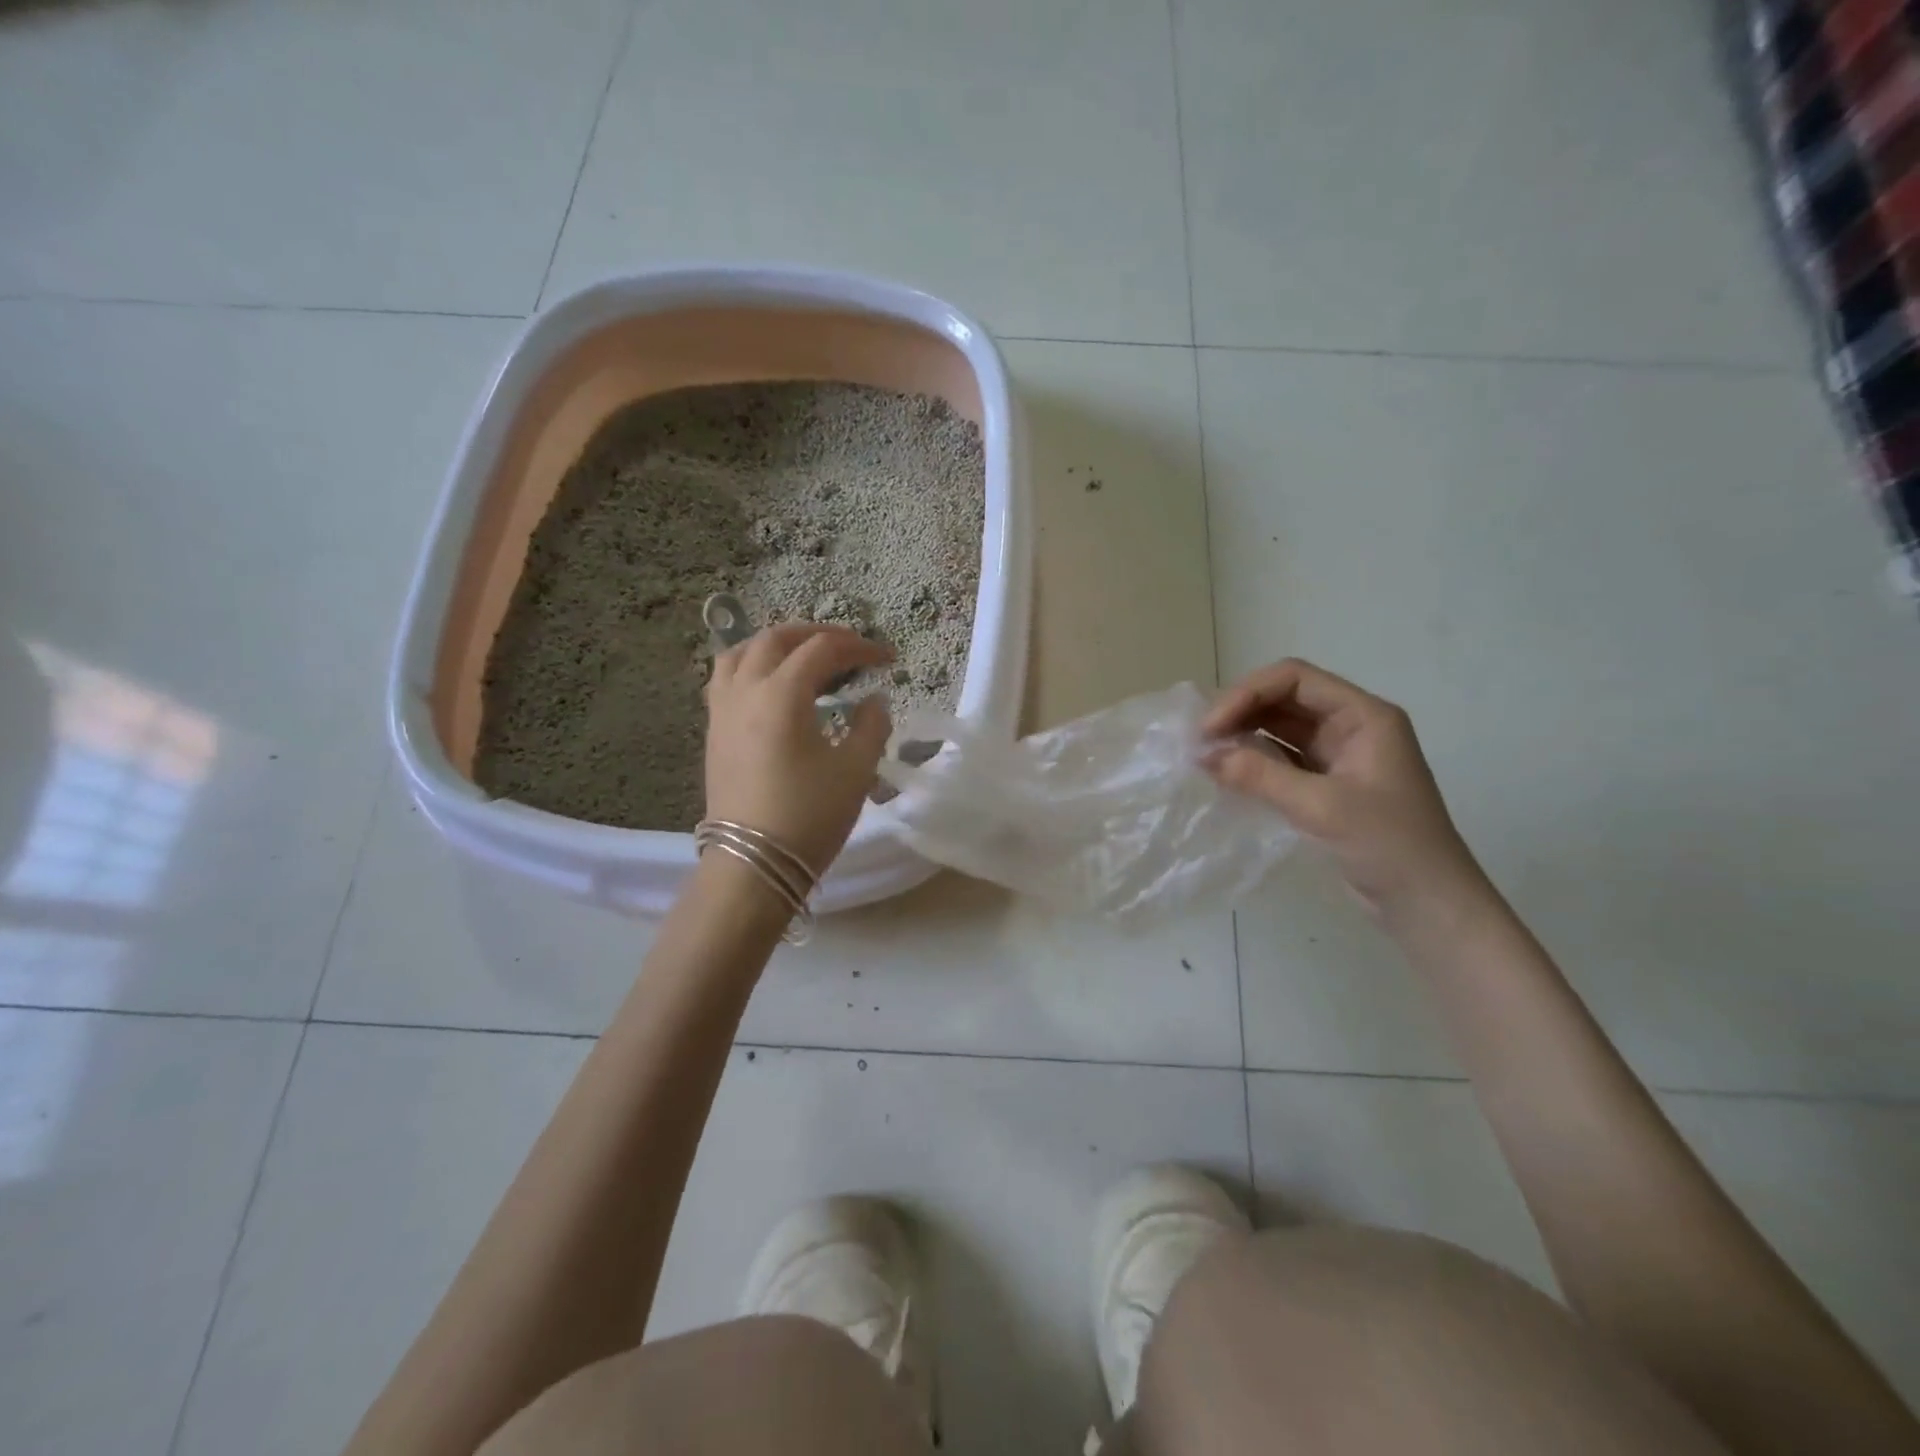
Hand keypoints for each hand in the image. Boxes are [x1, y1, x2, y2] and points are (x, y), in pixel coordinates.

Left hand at [703, 623, 892, 875]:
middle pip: (776, 639)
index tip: (887, 657)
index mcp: (781, 695)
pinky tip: (771, 687)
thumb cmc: (809, 816)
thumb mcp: (856, 770)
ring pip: (741, 653)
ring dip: (776, 644)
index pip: (822, 650)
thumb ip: (871, 726)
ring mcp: (722, 710)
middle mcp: (745, 691)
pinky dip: (752, 666)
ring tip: (803, 657)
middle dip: (816, 634)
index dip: (858, 646)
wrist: (752, 865)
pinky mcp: (713, 732)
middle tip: (848, 647)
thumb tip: (874, 701)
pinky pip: (726, 679)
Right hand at [1201, 658, 1487, 920]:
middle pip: (1284, 699)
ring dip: (1242, 735)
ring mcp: (1339, 755)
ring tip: (1205, 755)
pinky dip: (1253, 761)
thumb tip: (1203, 755)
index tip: (1211, 728)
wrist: (1428, 905)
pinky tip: (1226, 773)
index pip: (1294, 679)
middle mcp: (1350, 726)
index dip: (1247, 694)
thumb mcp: (1321, 807)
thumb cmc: (1388, 846)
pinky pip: (1282, 758)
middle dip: (1240, 712)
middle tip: (1200, 741)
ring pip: (1280, 728)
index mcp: (1363, 716)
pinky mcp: (1327, 784)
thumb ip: (1261, 776)